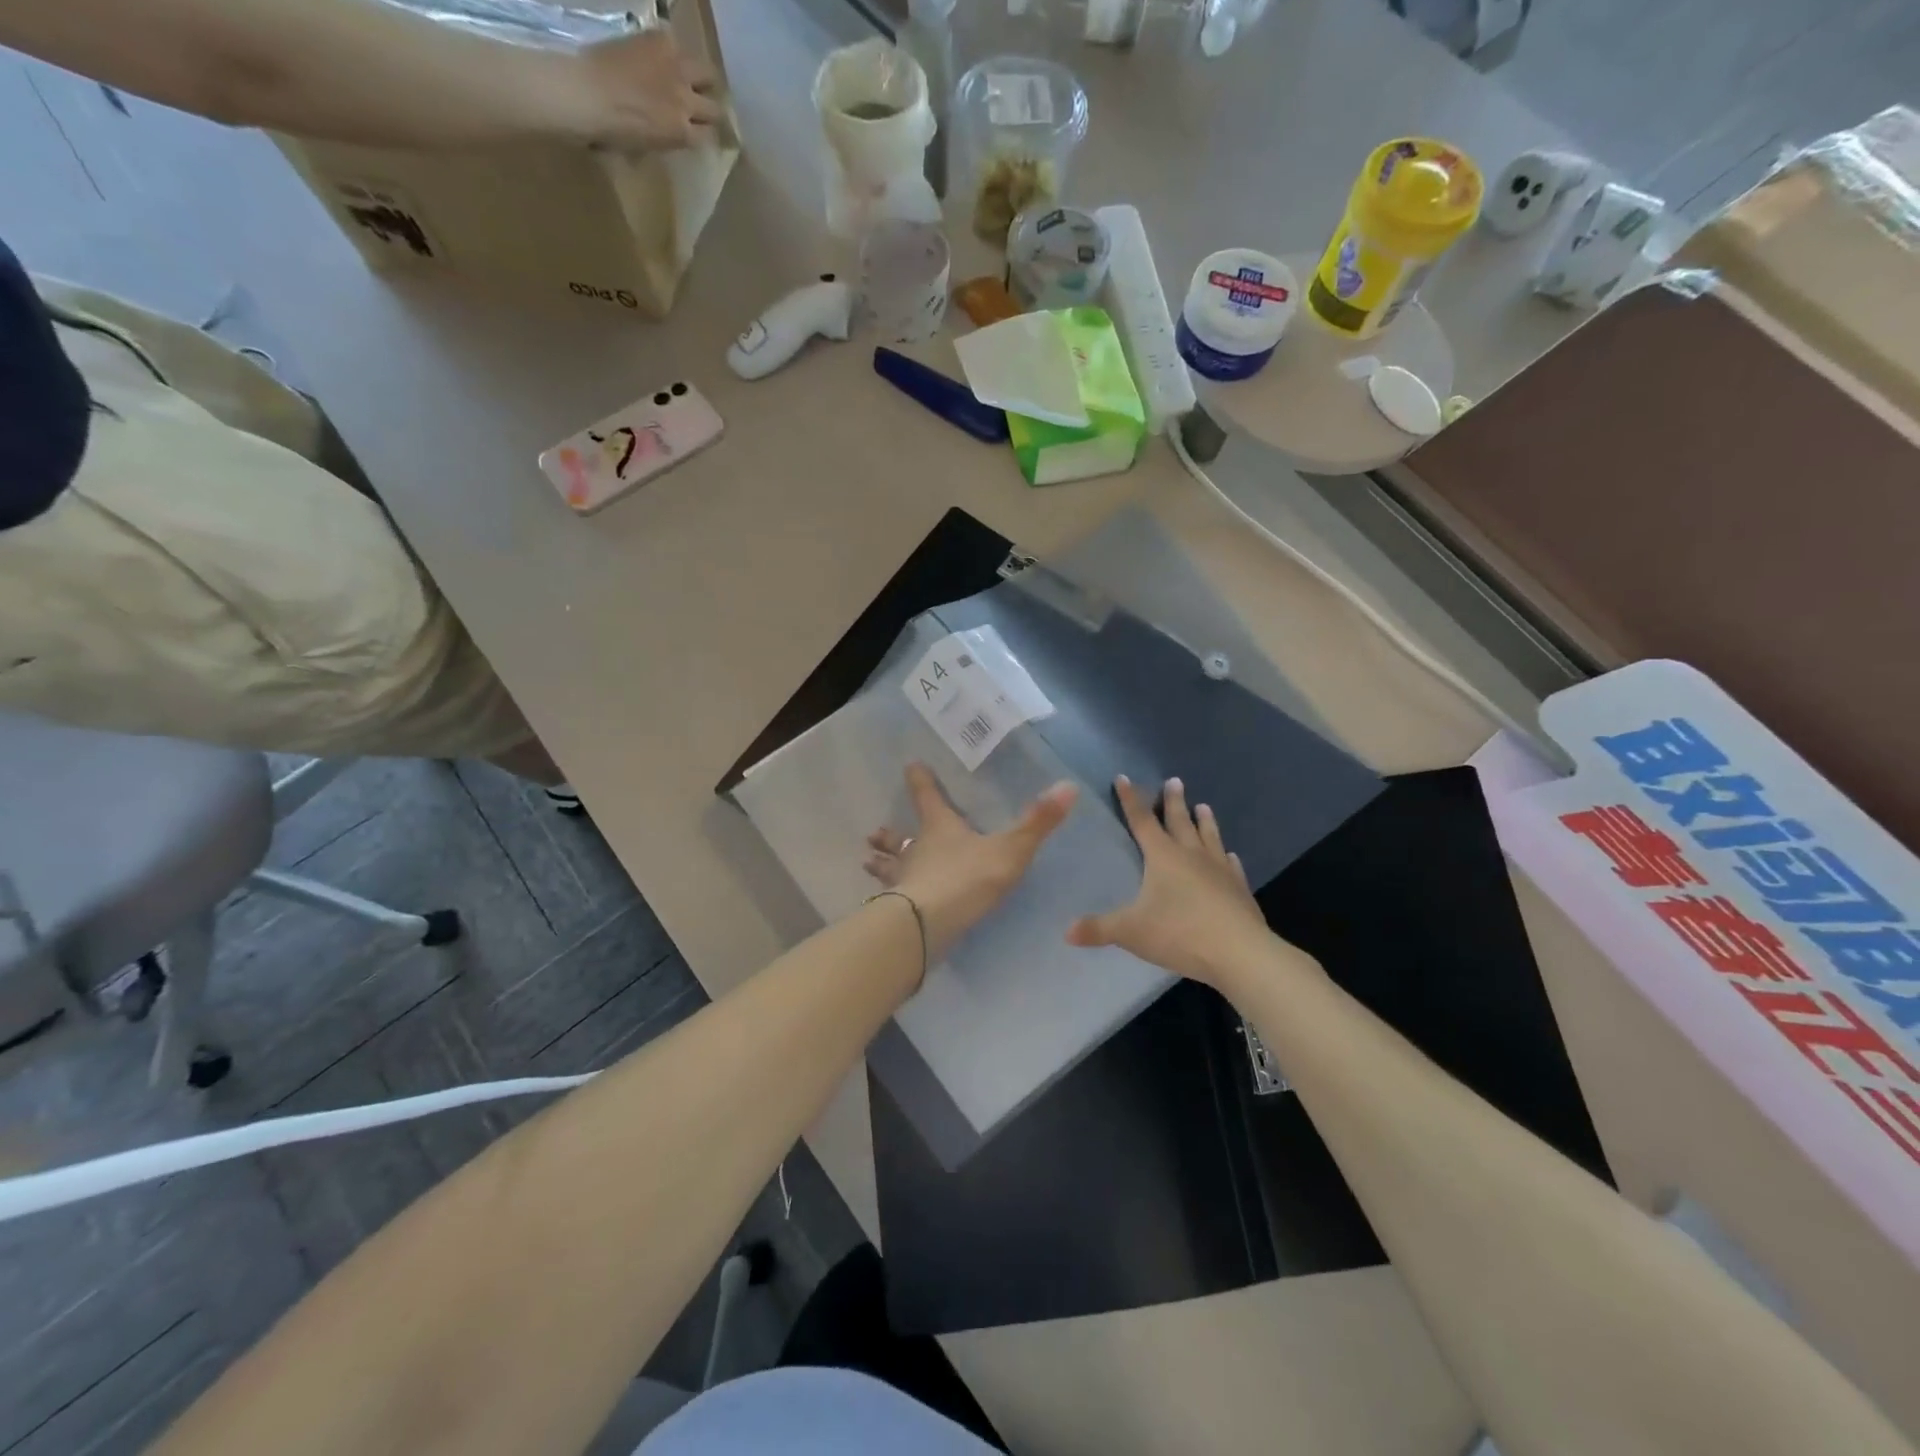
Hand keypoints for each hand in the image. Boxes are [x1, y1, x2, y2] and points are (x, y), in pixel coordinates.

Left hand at [569, 28, 723, 150]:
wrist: (588, 93)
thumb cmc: (611, 132)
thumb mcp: (645, 148)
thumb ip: (666, 139)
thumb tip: (671, 133)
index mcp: (683, 134)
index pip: (710, 136)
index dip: (706, 134)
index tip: (701, 131)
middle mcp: (687, 102)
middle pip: (716, 108)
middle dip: (711, 110)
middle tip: (703, 107)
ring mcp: (676, 69)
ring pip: (709, 74)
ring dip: (704, 79)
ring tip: (694, 78)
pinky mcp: (659, 40)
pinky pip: (678, 44)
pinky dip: (675, 51)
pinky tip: (664, 54)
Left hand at [865, 763, 1076, 965]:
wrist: (930, 922)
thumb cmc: (967, 878)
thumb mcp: (1010, 849)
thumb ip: (1037, 822)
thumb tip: (1068, 786)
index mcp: (939, 828)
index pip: (928, 797)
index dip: (920, 781)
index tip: (910, 766)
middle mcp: (916, 850)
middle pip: (899, 838)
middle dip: (889, 834)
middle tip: (873, 833)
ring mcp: (903, 881)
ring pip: (888, 868)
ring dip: (879, 864)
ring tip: (867, 862)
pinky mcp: (898, 910)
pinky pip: (890, 899)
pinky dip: (885, 897)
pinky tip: (880, 904)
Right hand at [1066, 775, 1275, 991]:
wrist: (1239, 952)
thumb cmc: (1179, 933)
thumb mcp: (1130, 931)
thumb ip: (1098, 929)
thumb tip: (1066, 932)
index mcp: (1163, 856)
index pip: (1141, 821)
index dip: (1130, 799)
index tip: (1123, 778)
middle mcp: (1191, 855)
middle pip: (1180, 821)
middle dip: (1173, 801)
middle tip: (1175, 781)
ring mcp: (1219, 870)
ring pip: (1210, 837)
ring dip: (1205, 821)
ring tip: (1204, 806)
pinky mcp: (1239, 889)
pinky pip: (1232, 866)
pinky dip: (1228, 857)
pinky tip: (1231, 855)